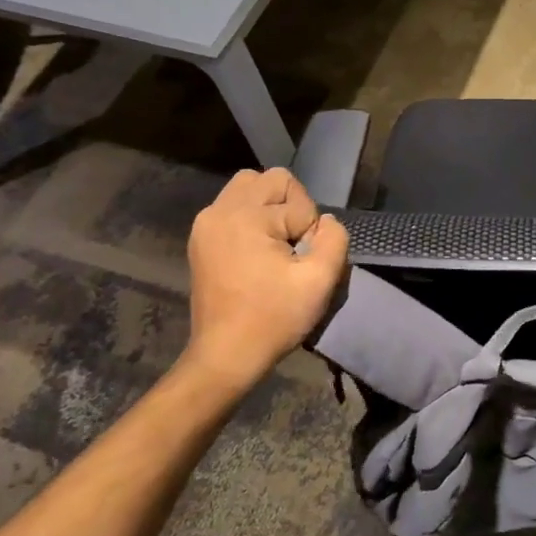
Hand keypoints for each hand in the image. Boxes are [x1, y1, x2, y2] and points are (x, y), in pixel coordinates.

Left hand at [181, 168, 348, 388]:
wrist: (226, 355)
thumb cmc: (273, 318)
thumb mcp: (320, 281)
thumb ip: (334, 239)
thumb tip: (325, 222)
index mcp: (246, 217)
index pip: (298, 201)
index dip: (309, 230)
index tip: (300, 262)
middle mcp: (220, 210)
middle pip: (271, 180)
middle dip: (291, 207)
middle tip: (291, 247)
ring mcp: (206, 223)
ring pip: (249, 187)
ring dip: (271, 208)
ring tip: (275, 244)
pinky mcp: (201, 238)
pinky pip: (233, 207)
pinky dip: (252, 219)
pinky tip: (257, 252)